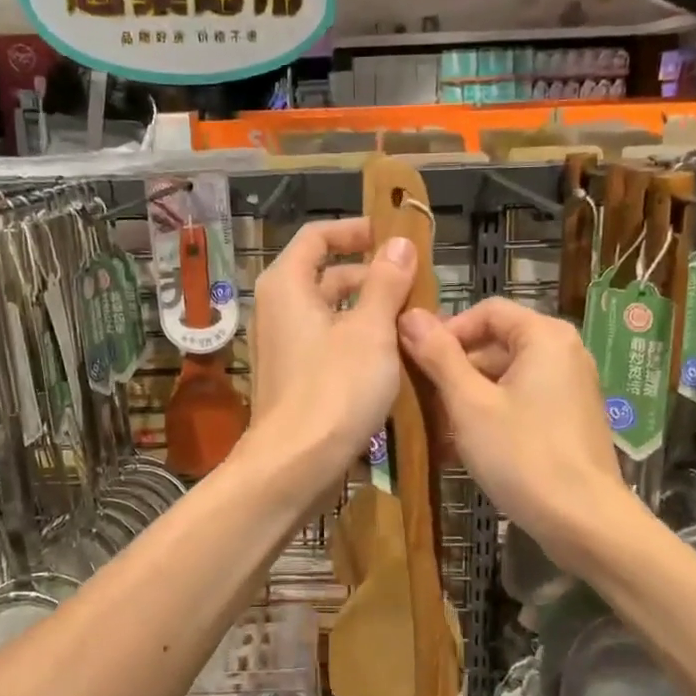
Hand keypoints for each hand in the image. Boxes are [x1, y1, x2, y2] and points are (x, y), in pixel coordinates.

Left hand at [243, 219, 418, 486]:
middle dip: (372, 277)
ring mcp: (284, 345)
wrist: (295, 464)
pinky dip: (358, 341)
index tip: (392, 237)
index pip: (317, 236)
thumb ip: (386, 283)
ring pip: (331, 313)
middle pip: (327, 275)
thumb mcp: (370, 330)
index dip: (354, 230)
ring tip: (415, 323)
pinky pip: (328, 343)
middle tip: (417, 287)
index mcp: (287, 284)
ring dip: (370, 312)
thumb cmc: (335, 388)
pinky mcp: (294, 377)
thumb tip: (400, 243)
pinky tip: (393, 357)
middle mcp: (278, 308)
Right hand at [398, 297, 628, 571]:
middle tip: (422, 399)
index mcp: (545, 336)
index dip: (447, 330)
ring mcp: (570, 388)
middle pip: (497, 343)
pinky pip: (522, 402)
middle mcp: (564, 352)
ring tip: (436, 428)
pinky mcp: (569, 419)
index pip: (487, 311)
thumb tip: (409, 315)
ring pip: (506, 377)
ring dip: (468, 397)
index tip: (418, 361)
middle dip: (455, 369)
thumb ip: (439, 356)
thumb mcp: (470, 404)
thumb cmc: (523, 455)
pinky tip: (462, 447)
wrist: (585, 523)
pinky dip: (492, 415)